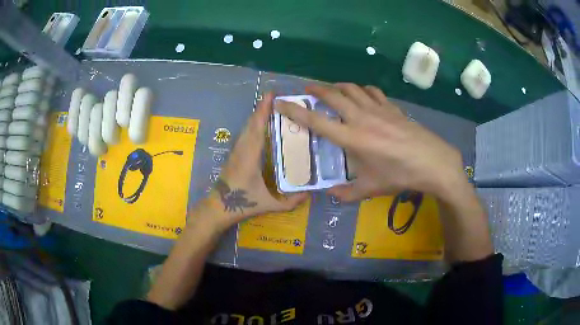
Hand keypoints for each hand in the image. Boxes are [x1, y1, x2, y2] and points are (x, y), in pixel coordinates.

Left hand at [192, 92, 307, 231]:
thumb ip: (290, 202)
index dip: (263, 110)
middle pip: (252, 123)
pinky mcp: (234, 154)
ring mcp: (236, 150)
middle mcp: (242, 149)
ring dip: (257, 115)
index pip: (257, 128)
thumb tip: (310, 194)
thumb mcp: (268, 204)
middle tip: (276, 97)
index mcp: (250, 156)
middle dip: (262, 108)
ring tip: (271, 106)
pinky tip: (260, 124)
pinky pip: (245, 134)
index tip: (270, 95)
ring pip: (247, 127)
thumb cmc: (242, 203)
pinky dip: (253, 124)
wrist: (218, 206)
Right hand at [274, 83, 466, 201]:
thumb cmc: (400, 176)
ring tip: (331, 89)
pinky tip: (361, 94)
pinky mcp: (392, 107)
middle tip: (306, 89)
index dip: (295, 110)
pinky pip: (372, 92)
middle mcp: (361, 118)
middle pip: (333, 95)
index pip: (316, 121)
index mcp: (351, 138)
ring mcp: (378, 109)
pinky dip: (362, 89)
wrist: (432, 162)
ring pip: (352, 88)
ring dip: (338, 86)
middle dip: (316, 89)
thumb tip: (330, 193)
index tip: (281, 102)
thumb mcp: (371, 188)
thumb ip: (347, 193)